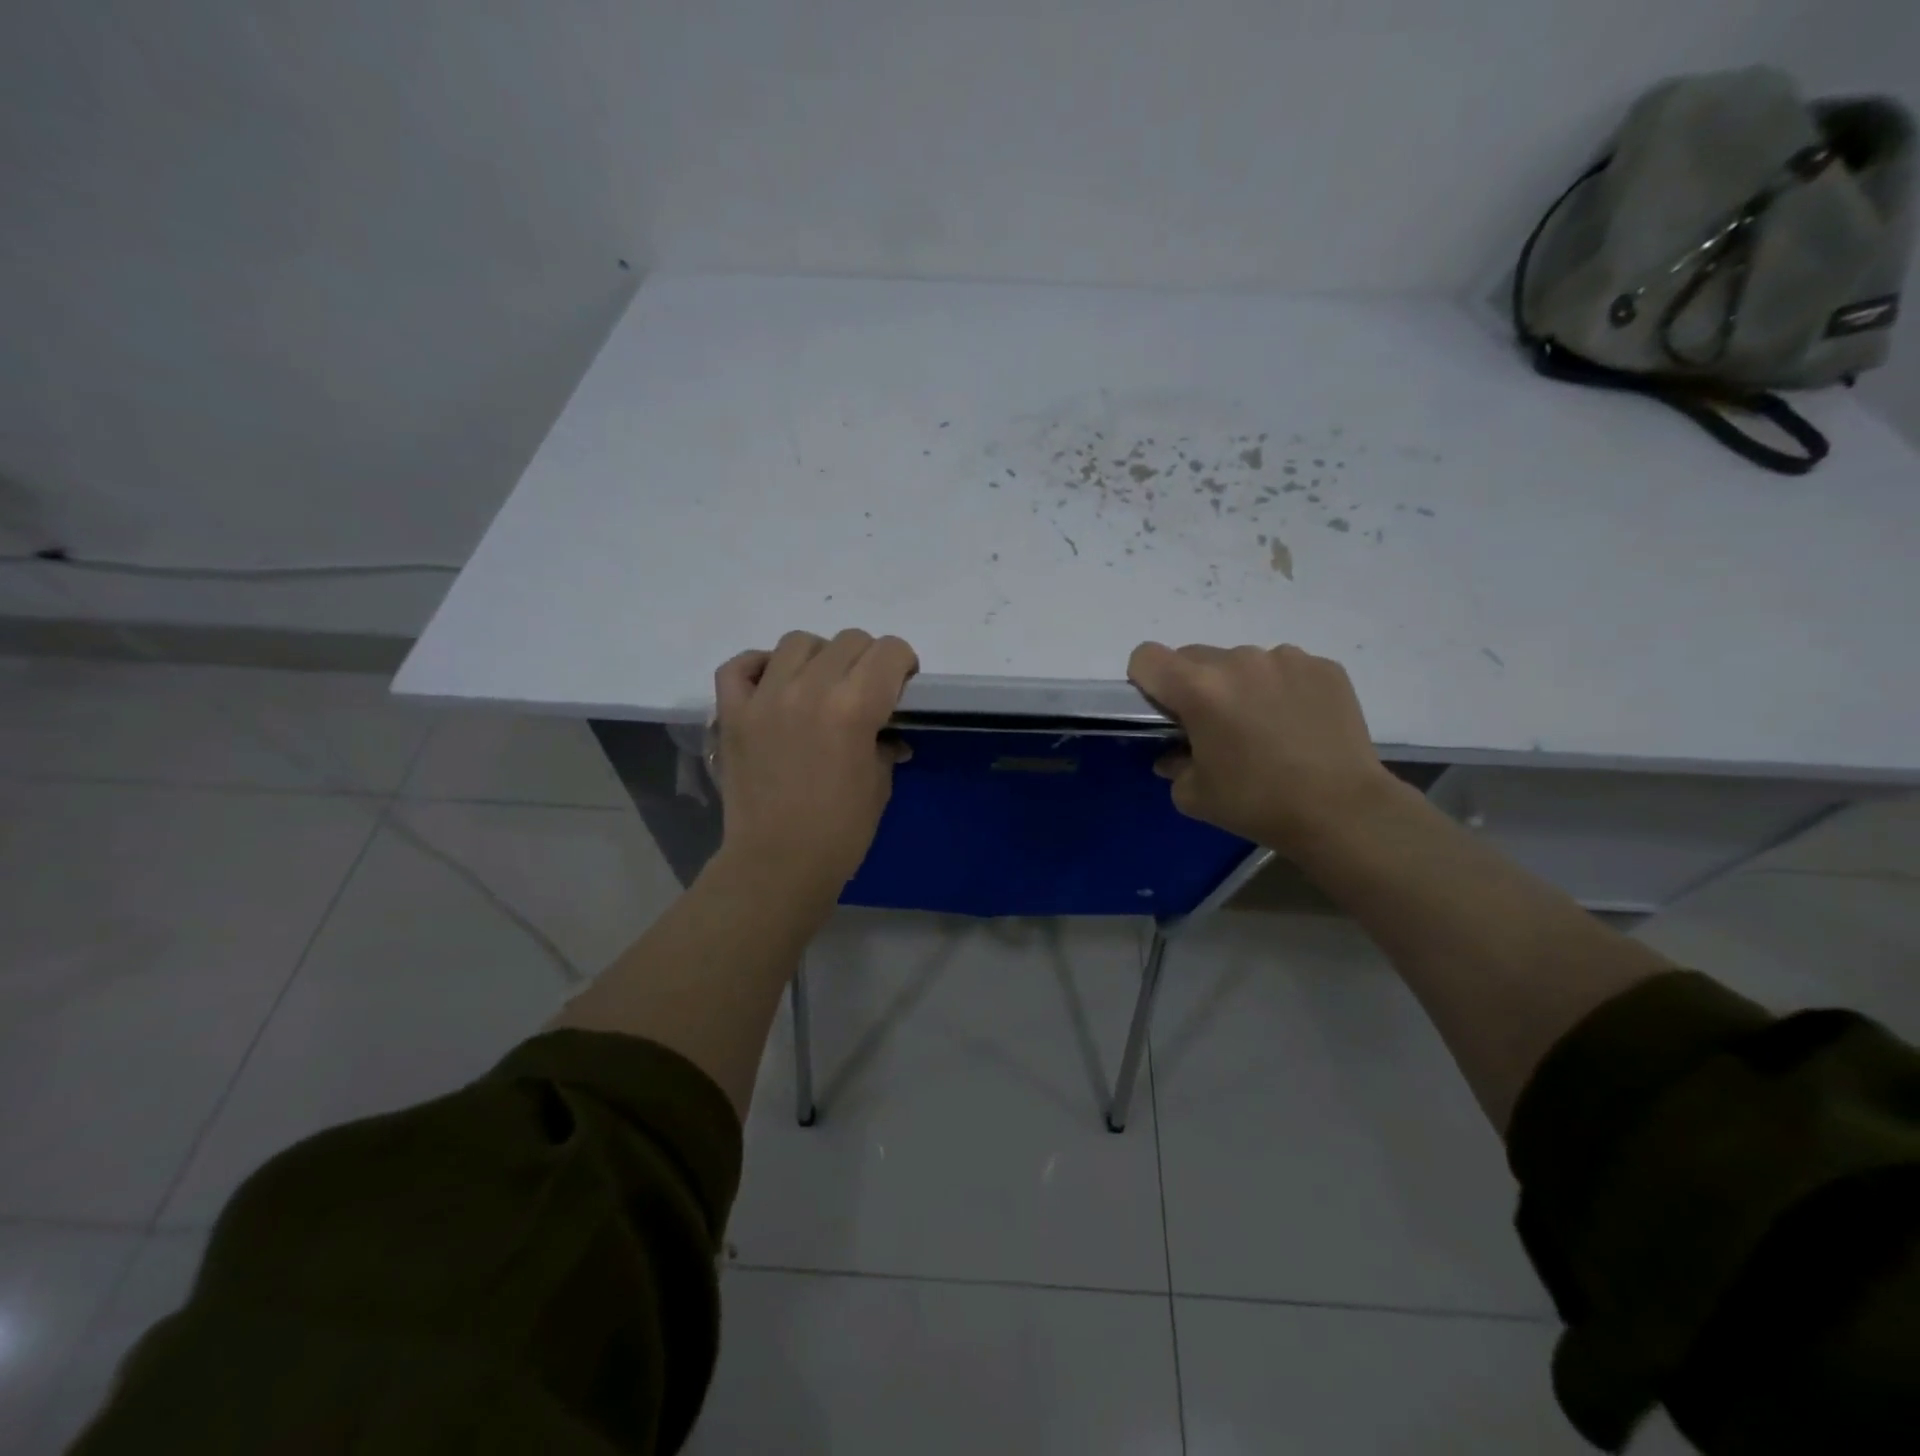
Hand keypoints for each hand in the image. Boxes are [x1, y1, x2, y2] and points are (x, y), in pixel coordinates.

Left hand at [712, 629, 918, 899]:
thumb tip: (887, 736)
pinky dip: (759, 666)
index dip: (904, 663)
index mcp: (854, 708)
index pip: (889, 651)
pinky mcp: (732, 713)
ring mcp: (764, 698)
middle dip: (868, 659)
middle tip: (865, 690)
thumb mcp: (879, 785)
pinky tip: (772, 685)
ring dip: (818, 656)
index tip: (902, 685)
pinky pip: (740, 665)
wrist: (777, 864)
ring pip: (798, 642)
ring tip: (819, 685)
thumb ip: (883, 746)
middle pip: (849, 640)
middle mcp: (809, 689)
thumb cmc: (841, 832)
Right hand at [1127, 641, 1408, 857]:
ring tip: (1264, 726)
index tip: (1164, 710)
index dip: (1146, 682)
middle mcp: (1238, 661)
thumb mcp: (1194, 796)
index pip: (1146, 657)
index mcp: (1198, 689)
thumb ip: (1173, 765)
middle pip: (1193, 657)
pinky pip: (1284, 667)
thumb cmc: (1257, 804)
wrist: (1343, 811)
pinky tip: (1297, 724)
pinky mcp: (1323, 667)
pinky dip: (1281, 688)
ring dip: (1239, 685)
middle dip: (1193, 686)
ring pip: (1241, 661)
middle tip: (1215, 726)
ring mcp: (1285, 659)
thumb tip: (1175, 754)